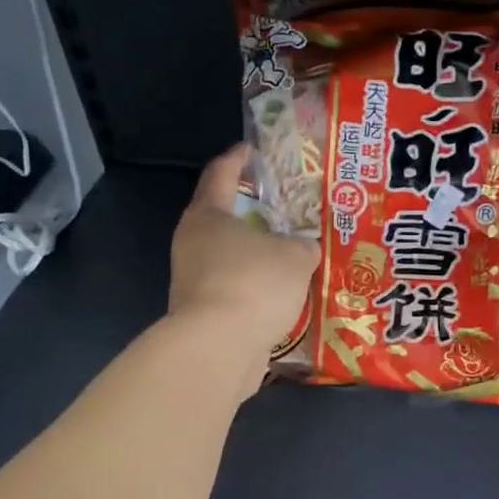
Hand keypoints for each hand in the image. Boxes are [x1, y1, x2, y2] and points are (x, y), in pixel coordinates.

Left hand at [168, 144, 319, 399]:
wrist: (219, 349)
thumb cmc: (254, 284)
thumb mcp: (295, 257)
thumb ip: (304, 246)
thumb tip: (305, 249)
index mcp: (208, 216)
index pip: (221, 174)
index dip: (237, 159)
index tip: (252, 150)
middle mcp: (193, 244)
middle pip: (222, 218)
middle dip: (251, 213)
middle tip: (283, 208)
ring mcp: (193, 281)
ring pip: (229, 258)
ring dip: (256, 256)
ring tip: (290, 255)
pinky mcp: (202, 314)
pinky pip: (235, 290)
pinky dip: (255, 289)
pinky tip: (282, 295)